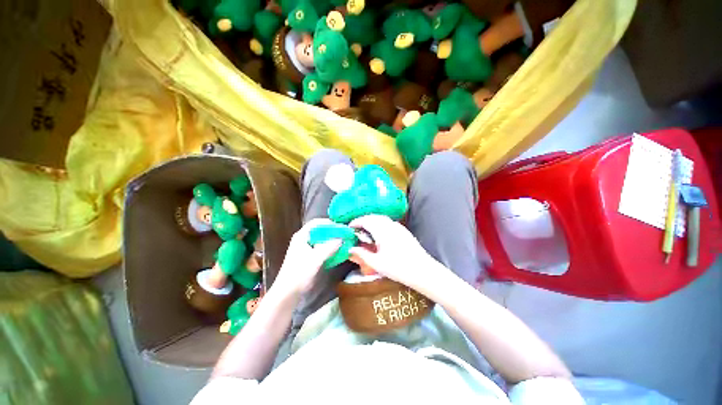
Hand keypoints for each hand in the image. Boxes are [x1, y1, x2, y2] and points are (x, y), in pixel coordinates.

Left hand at [271, 219, 341, 297]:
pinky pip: (322, 248)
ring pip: (322, 240)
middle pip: (320, 231)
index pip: (316, 223)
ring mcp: (306, 248)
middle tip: (345, 234)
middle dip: (332, 231)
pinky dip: (330, 248)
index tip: (341, 226)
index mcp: (301, 236)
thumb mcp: (315, 258)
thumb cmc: (299, 273)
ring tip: (344, 241)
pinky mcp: (310, 257)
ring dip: (332, 240)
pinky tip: (338, 251)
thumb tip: (342, 238)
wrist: (288, 293)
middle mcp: (304, 239)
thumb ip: (329, 247)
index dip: (329, 223)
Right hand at [349, 215, 438, 290]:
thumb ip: (362, 254)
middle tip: (356, 229)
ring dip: (372, 221)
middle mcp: (390, 225)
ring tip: (366, 231)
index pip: (366, 220)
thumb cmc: (398, 267)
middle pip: (374, 217)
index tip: (349, 227)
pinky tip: (379, 234)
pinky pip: (388, 222)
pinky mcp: (404, 231)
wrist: (423, 270)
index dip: (356, 222)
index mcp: (382, 230)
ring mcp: (399, 227)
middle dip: (363, 220)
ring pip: (382, 218)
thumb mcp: (377, 263)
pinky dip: (380, 224)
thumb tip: (350, 249)